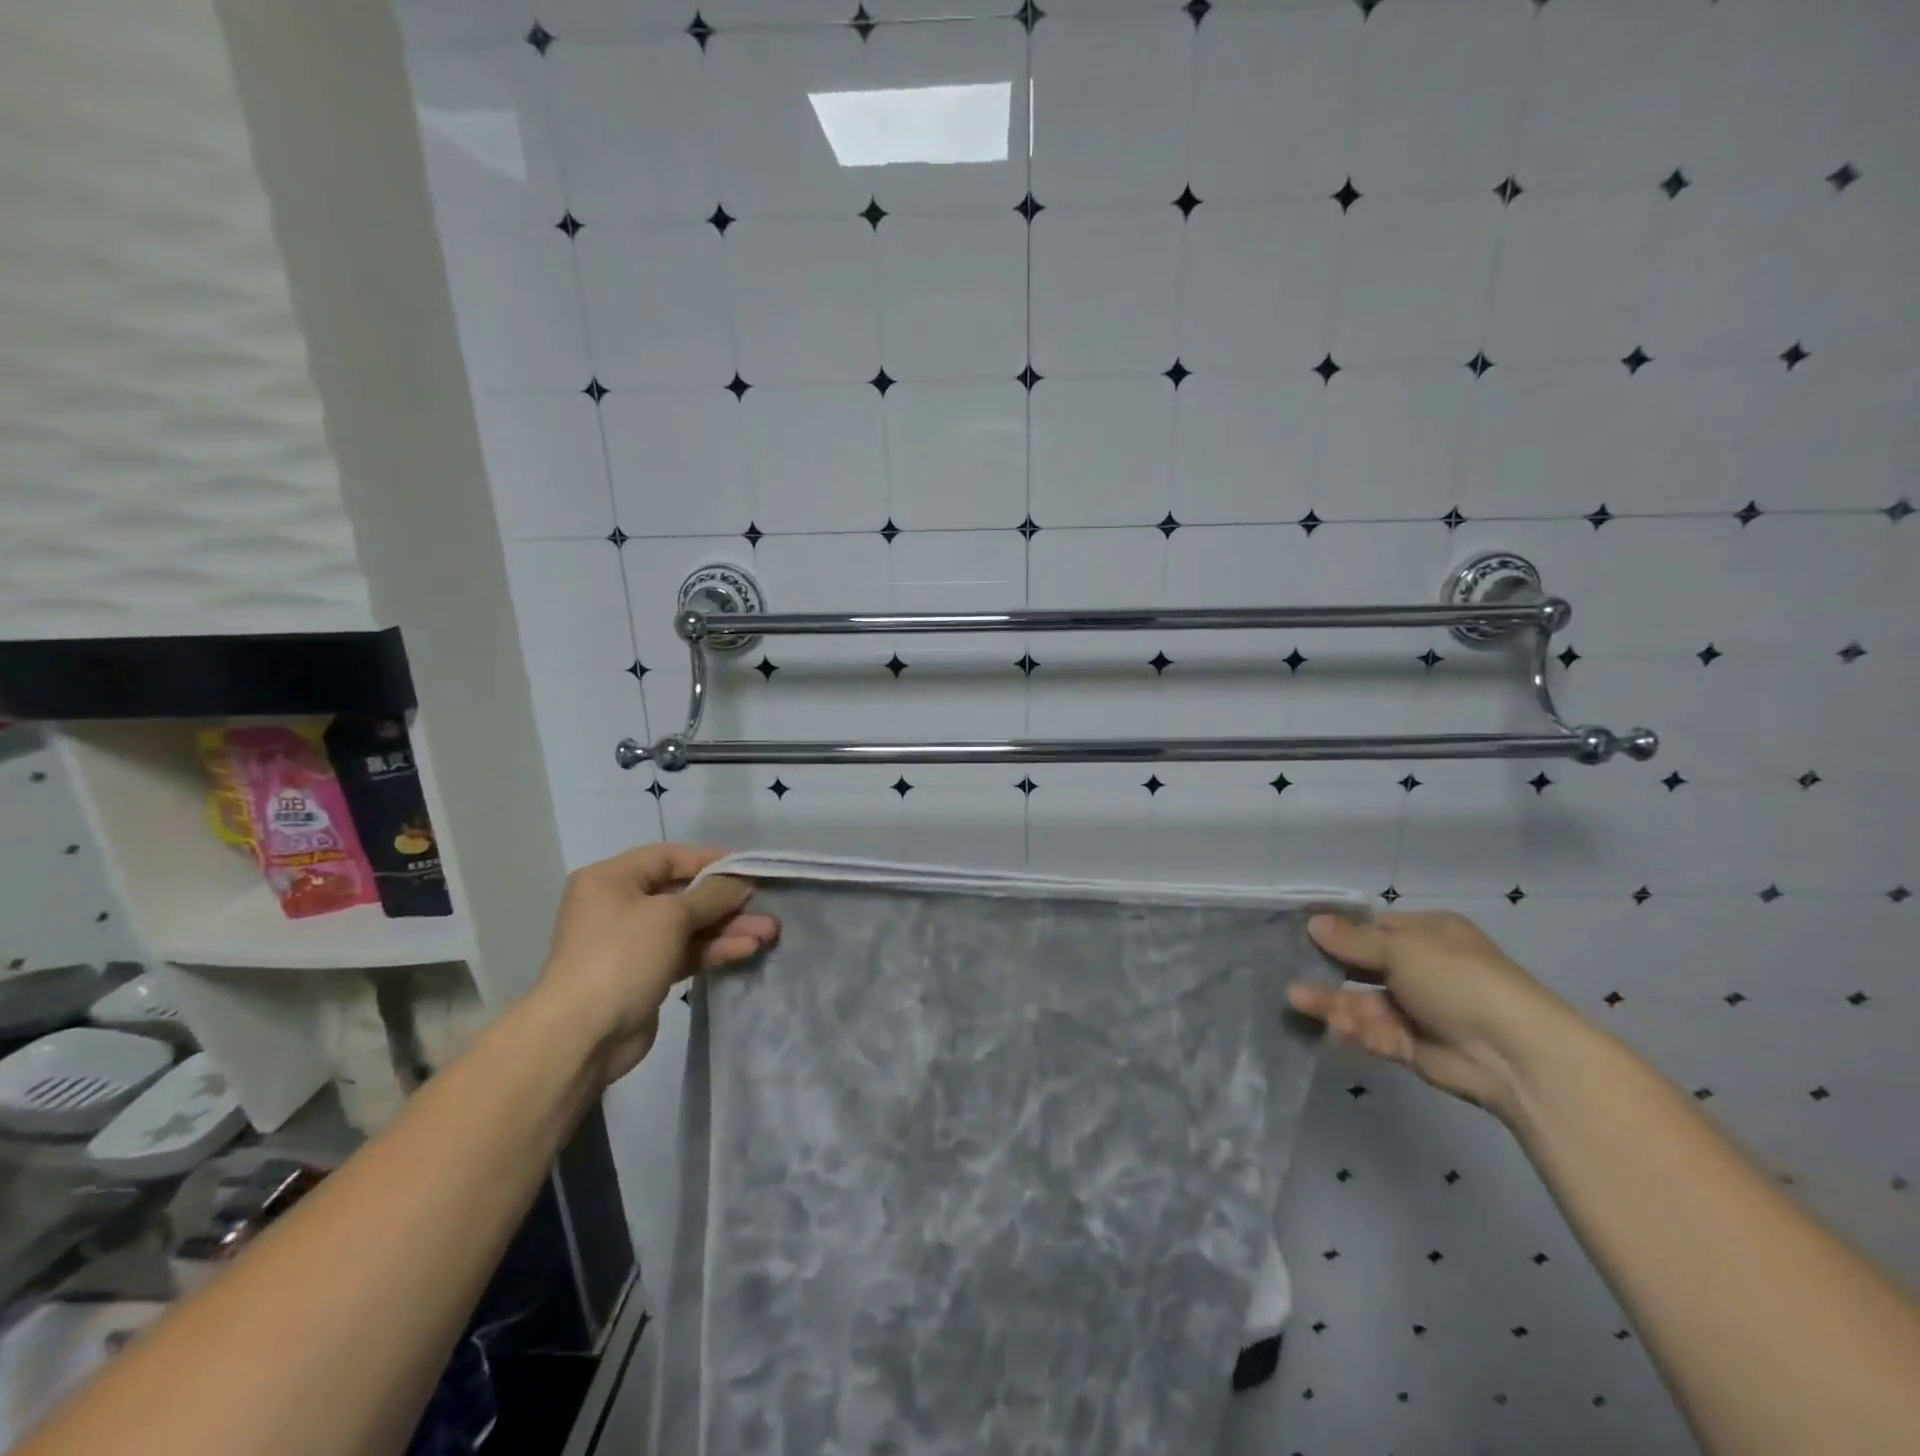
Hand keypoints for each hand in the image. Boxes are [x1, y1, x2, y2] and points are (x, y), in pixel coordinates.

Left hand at [538, 844, 778, 1083]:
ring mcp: (632, 943)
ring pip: (689, 926)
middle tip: (765, 906)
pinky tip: (747, 950)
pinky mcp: (645, 974)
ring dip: (728, 928)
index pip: (670, 857)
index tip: (750, 869)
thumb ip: (712, 895)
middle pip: (683, 894)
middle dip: (727, 902)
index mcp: (612, 879)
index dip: (712, 861)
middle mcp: (619, 905)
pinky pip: (686, 952)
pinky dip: (714, 949)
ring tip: (769, 933)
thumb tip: (741, 883)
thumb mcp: (671, 915)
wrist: (582, 1035)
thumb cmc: (621, 956)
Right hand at [1288, 910, 1581, 1118]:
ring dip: (1332, 1000)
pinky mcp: (1412, 1046)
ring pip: (1364, 1001)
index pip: (1374, 927)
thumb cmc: (1458, 980)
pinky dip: (1353, 1028)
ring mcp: (1418, 1009)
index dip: (1338, 929)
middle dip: (1329, 967)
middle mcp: (1422, 969)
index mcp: (1429, 935)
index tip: (1300, 931)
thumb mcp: (1402, 949)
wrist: (1514, 1054)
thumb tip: (1313, 923)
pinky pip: (1374, 1032)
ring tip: (1295, 998)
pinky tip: (1329, 1025)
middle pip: (1364, 965)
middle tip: (1288, 965)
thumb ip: (1353, 941)